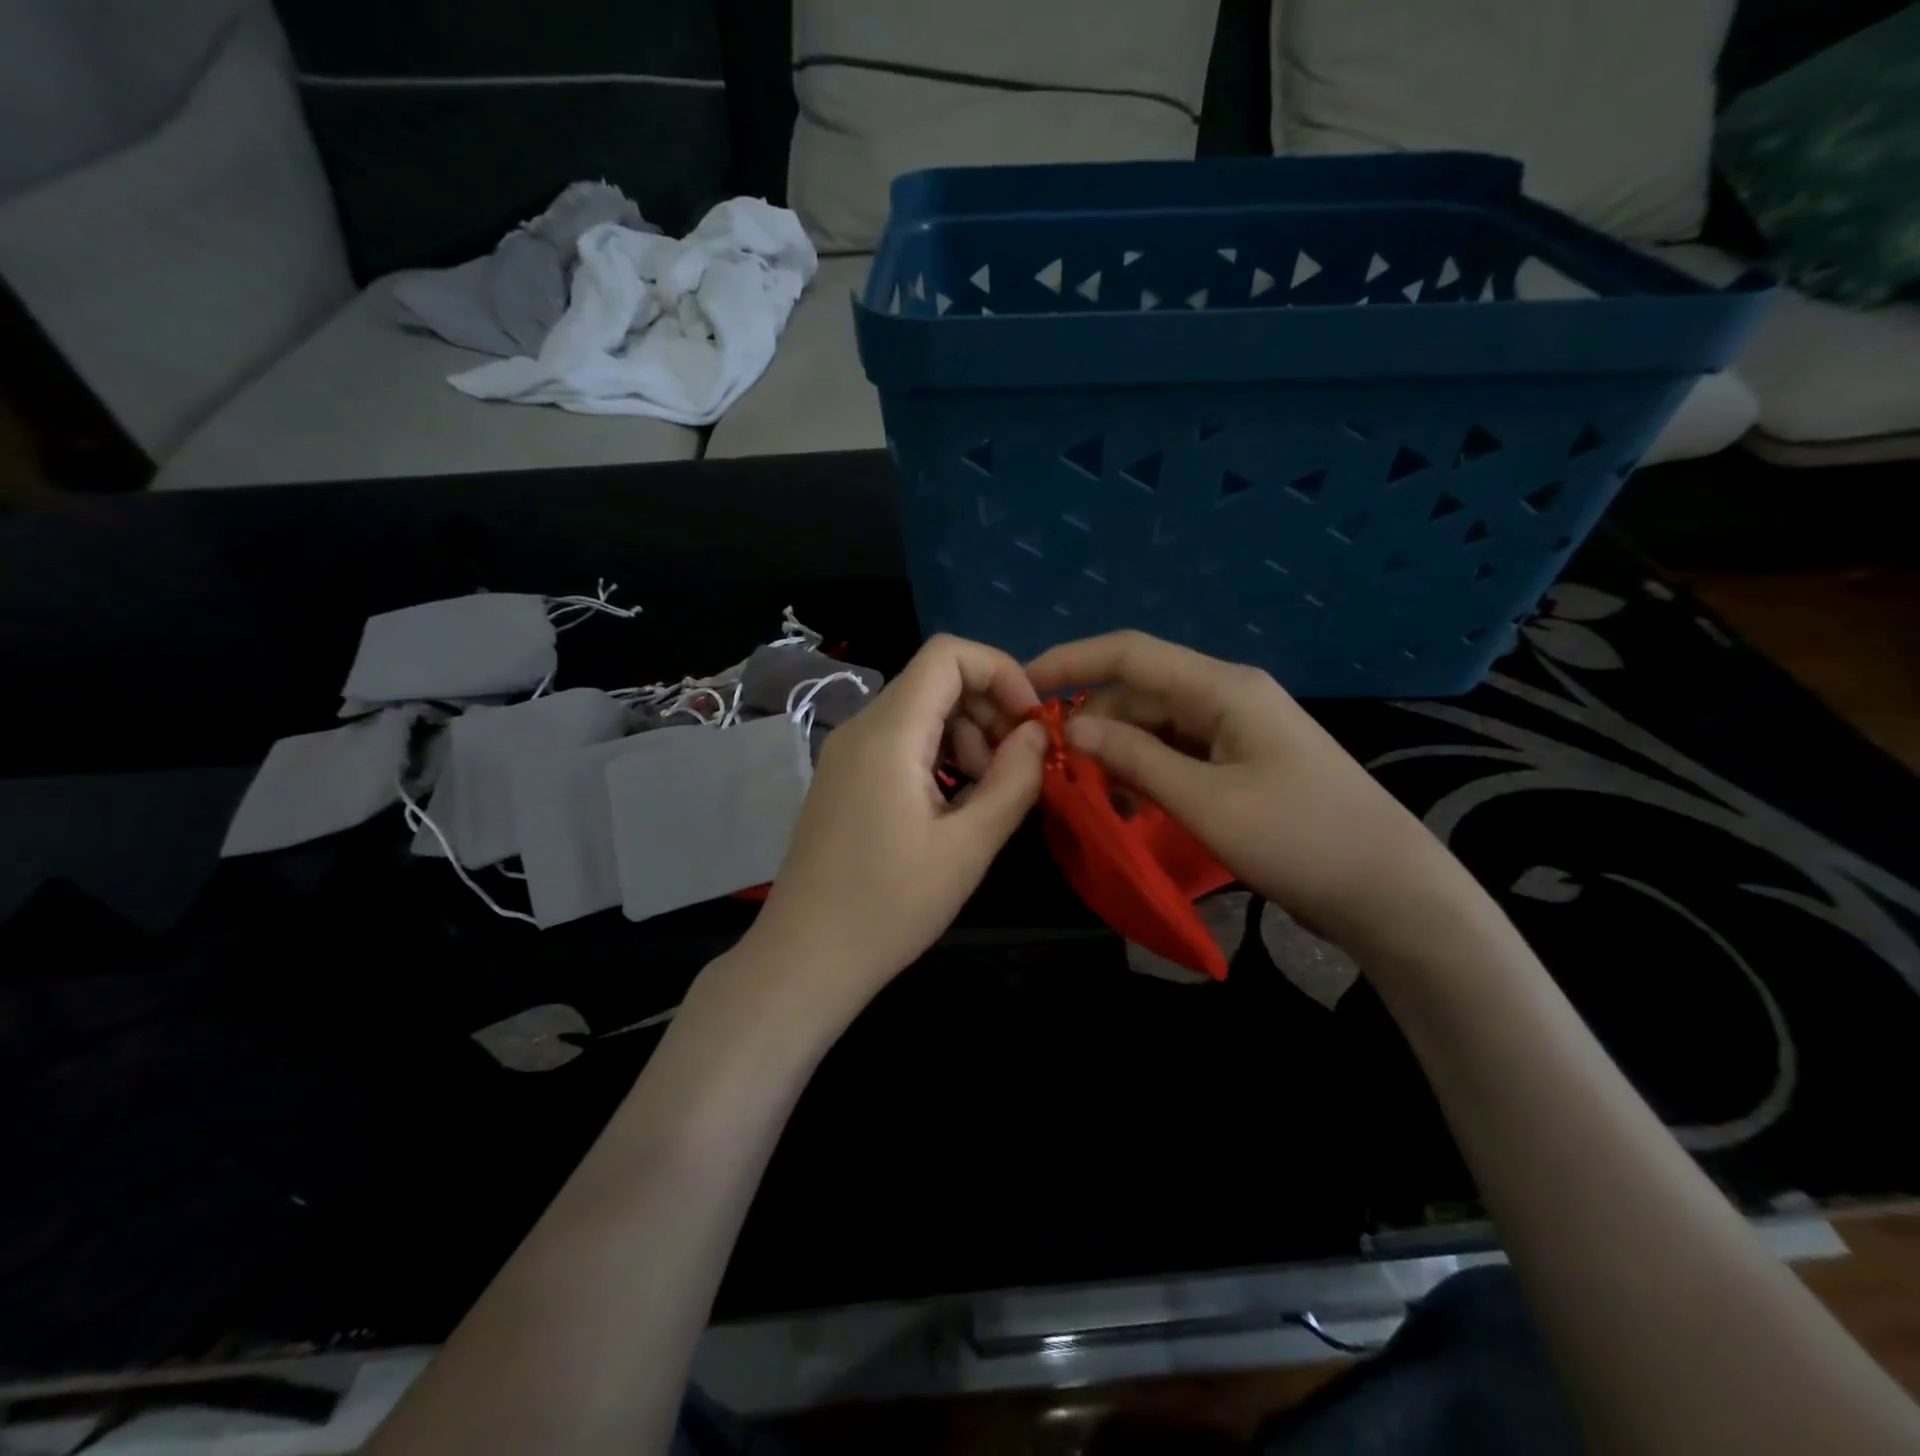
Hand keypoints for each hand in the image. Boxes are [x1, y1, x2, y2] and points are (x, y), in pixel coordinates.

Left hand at [741, 634, 1046, 1017]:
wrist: (805, 959)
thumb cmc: (889, 906)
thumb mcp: (968, 847)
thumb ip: (1013, 781)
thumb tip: (1038, 733)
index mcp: (889, 733)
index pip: (948, 653)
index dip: (1001, 672)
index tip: (1031, 723)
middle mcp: (862, 728)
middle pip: (937, 681)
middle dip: (989, 711)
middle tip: (1014, 771)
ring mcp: (848, 753)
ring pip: (922, 713)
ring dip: (967, 739)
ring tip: (986, 796)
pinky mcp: (845, 779)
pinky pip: (902, 743)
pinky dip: (939, 758)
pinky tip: (954, 807)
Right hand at [1026, 631, 1459, 946]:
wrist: (1390, 892)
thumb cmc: (1299, 839)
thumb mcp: (1205, 801)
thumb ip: (1133, 759)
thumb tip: (1070, 729)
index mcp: (1222, 687)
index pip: (1129, 653)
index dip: (1070, 661)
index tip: (1021, 687)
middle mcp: (1227, 695)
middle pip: (1138, 692)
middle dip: (1091, 723)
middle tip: (1050, 769)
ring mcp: (1237, 729)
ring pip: (1155, 725)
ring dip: (1117, 753)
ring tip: (1086, 795)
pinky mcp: (1242, 761)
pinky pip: (1178, 752)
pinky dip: (1145, 771)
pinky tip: (1126, 803)